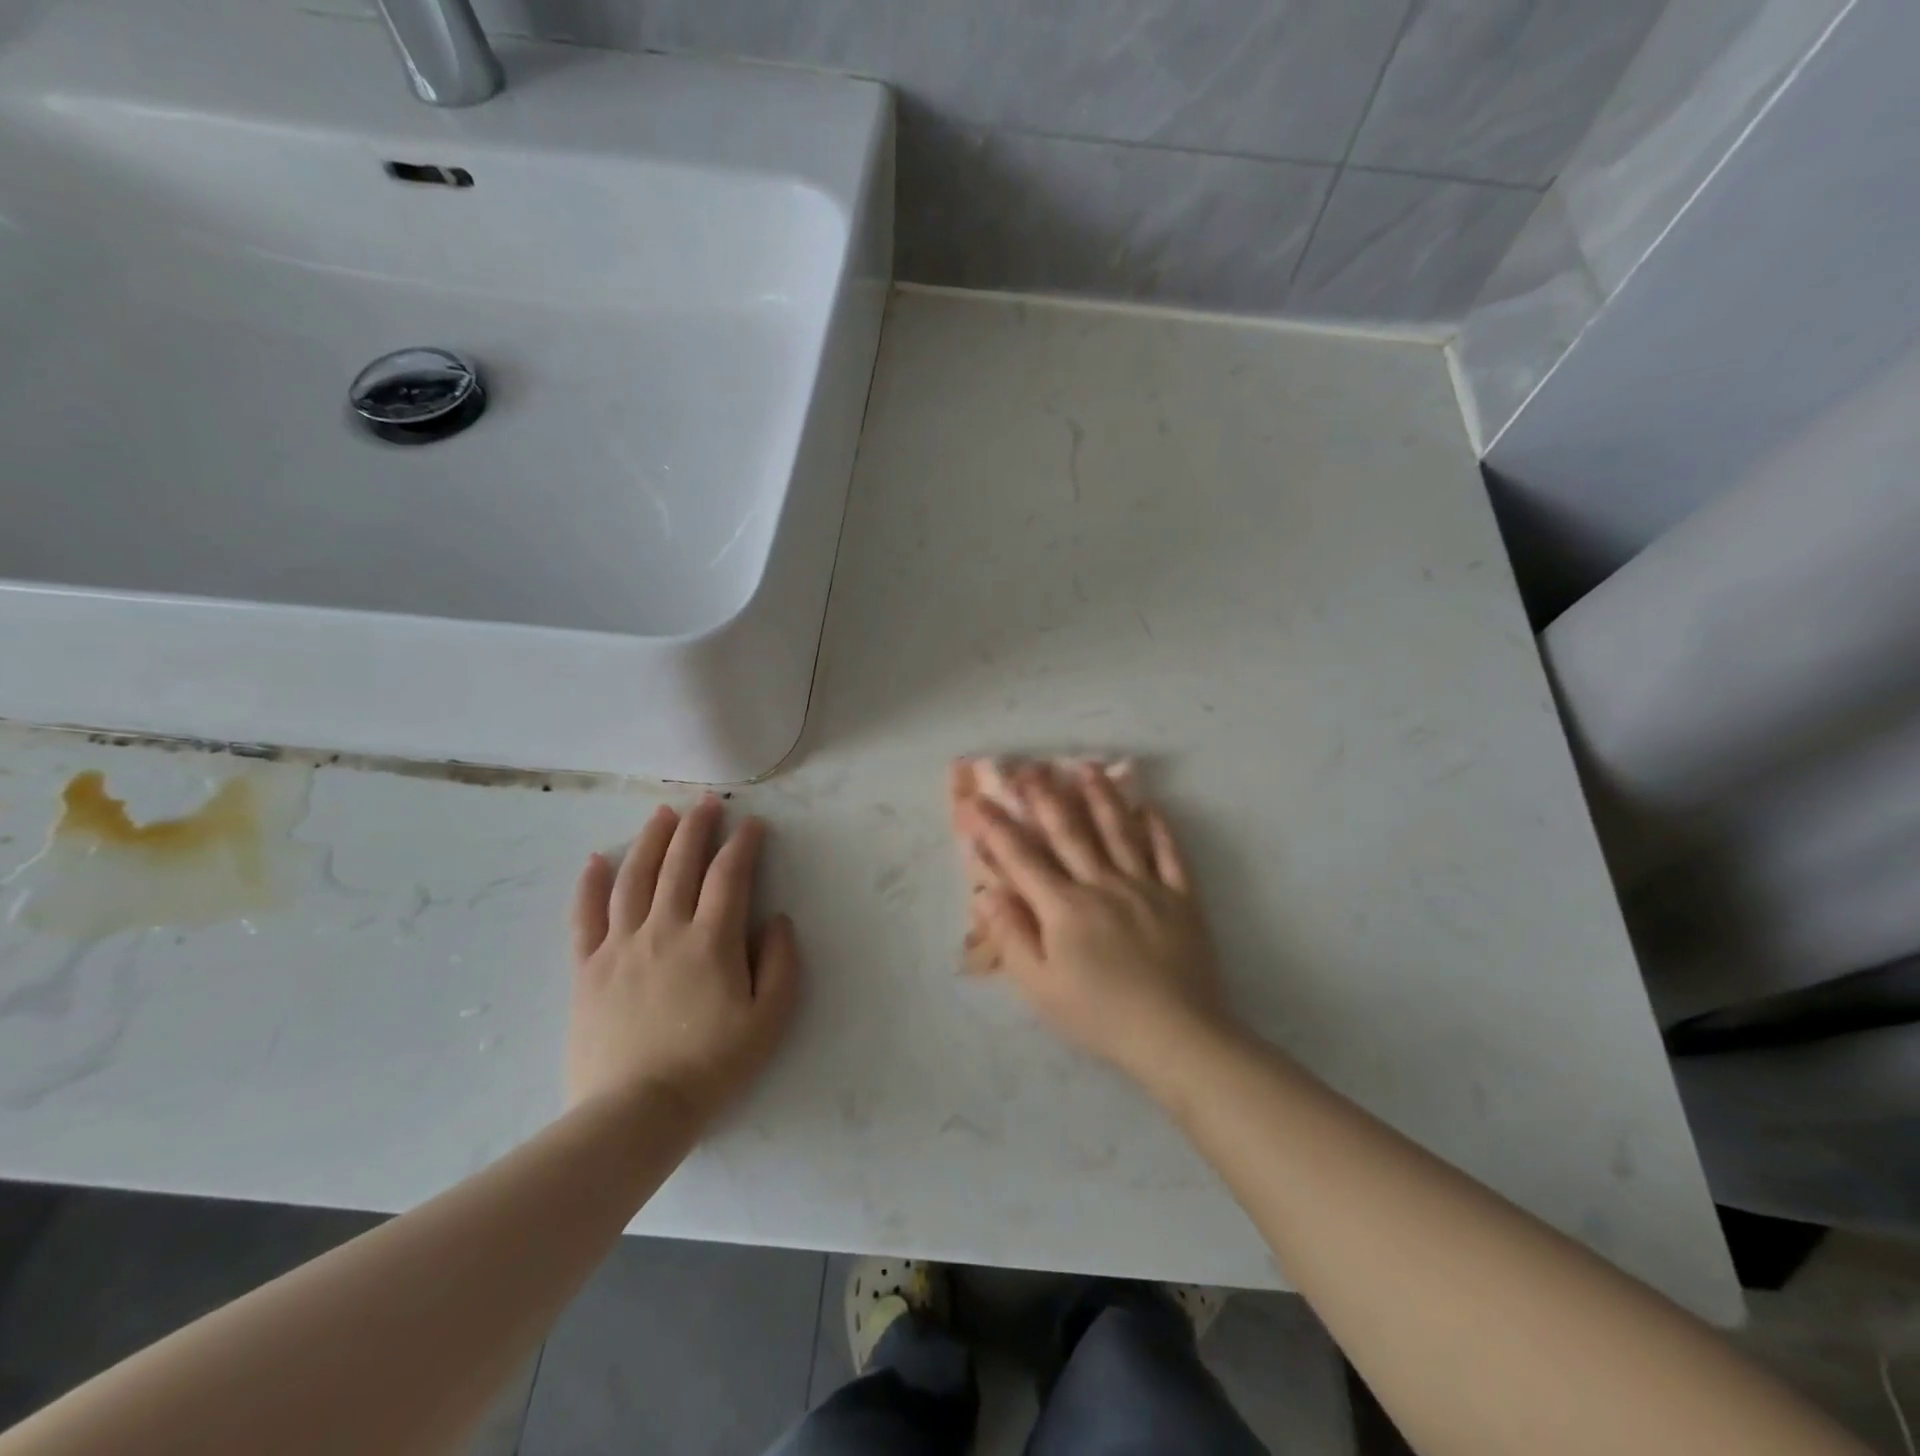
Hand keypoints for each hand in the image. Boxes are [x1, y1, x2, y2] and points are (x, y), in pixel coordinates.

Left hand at [568, 796, 800, 1126]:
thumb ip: (781, 963)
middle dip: (697, 827)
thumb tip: (777, 919)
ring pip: (634, 878)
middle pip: (680, 864)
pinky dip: (591, 884)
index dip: (743, 844)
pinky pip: (586, 916)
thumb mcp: (770, 1019)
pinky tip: (596, 860)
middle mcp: (665, 929)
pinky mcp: (588, 968)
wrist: (636, 1112)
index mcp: (711, 940)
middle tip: (707, 803)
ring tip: (662, 814)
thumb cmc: (712, 1065)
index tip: (753, 825)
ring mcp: (621, 946)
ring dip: (650, 840)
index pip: (729, 875)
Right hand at [958, 764, 1230, 1076]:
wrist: (1176, 1035)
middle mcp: (1102, 884)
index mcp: (1064, 908)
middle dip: (1045, 797)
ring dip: (1100, 797)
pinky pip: (1169, 854)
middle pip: (1070, 832)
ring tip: (1086, 767)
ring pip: (1119, 831)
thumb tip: (986, 893)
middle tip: (1029, 767)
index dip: (996, 828)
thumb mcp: (1040, 988)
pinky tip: (1149, 807)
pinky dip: (1158, 828)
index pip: (1022, 859)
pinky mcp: (1181, 898)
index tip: (976, 802)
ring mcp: (1146, 887)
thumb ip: (1012, 937)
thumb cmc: (1099, 1016)